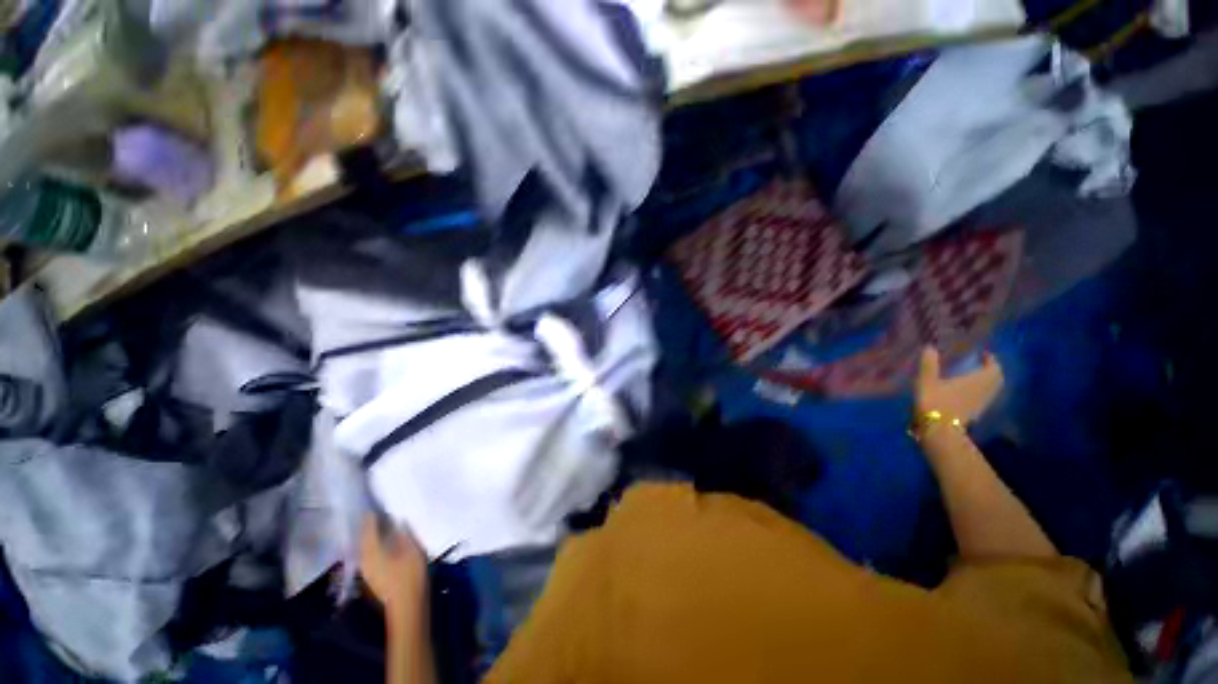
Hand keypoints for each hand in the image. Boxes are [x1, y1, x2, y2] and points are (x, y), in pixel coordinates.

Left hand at [360, 514, 426, 611]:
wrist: (407, 606)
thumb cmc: (409, 575)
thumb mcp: (411, 549)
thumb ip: (403, 532)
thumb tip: (397, 519)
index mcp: (371, 550)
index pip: (367, 527)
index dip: (371, 514)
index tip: (377, 502)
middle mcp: (364, 559)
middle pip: (364, 537)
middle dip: (371, 525)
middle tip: (381, 511)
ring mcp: (367, 570)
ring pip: (367, 547)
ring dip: (373, 536)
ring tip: (384, 524)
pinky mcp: (373, 577)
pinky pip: (371, 555)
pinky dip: (376, 546)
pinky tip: (386, 543)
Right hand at [915, 346, 1002, 423]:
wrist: (939, 430)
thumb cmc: (935, 402)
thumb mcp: (927, 380)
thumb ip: (929, 364)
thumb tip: (930, 347)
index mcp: (978, 379)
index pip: (993, 366)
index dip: (990, 359)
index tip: (983, 354)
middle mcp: (985, 390)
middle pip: (996, 378)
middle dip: (991, 370)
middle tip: (980, 364)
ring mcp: (982, 403)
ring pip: (992, 389)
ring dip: (987, 381)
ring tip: (974, 377)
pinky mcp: (976, 413)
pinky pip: (985, 397)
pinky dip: (981, 391)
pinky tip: (969, 391)